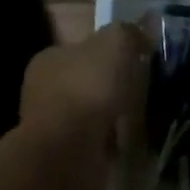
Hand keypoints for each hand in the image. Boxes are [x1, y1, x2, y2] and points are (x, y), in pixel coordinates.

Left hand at [18, 23, 143, 189]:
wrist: (67, 154)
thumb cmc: (87, 88)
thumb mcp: (115, 42)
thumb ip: (130, 32)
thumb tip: (144, 32)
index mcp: (49, 60)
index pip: (81, 48)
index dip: (109, 50)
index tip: (136, 56)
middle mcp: (45, 91)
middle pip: (88, 80)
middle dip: (113, 84)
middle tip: (144, 85)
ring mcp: (53, 126)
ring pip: (92, 112)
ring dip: (114, 114)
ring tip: (143, 113)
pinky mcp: (65, 157)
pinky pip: (97, 141)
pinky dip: (113, 140)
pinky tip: (132, 138)